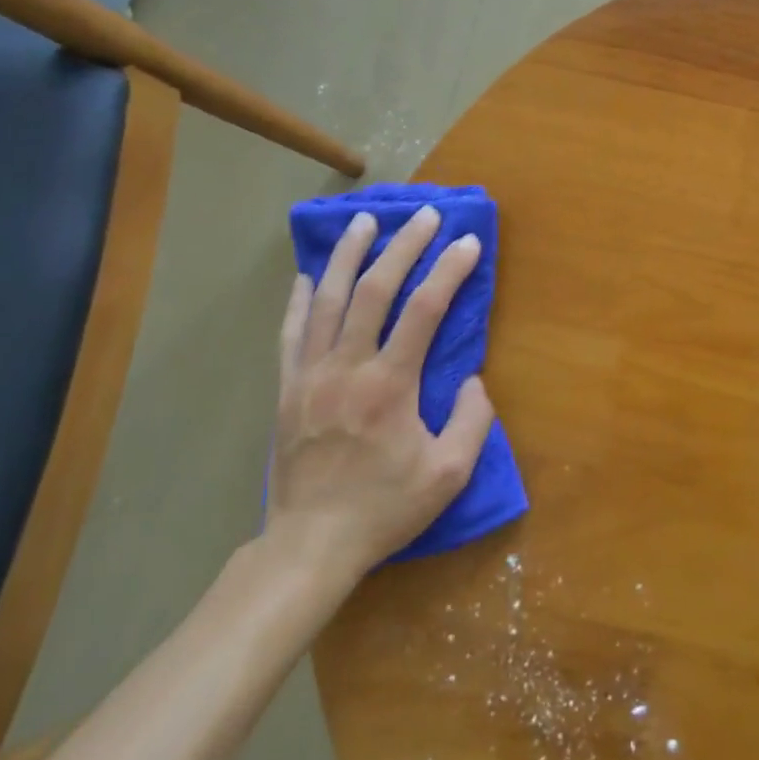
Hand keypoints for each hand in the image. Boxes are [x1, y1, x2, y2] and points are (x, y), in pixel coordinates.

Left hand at [268, 205, 495, 590]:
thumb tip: (473, 379)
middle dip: (403, 246)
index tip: (468, 243)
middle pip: (374, 290)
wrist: (310, 545)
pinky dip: (301, 298)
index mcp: (390, 386)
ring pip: (328, 300)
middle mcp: (347, 368)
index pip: (425, 310)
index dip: (449, 271)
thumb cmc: (385, 508)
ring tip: (363, 220)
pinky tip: (309, 275)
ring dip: (348, 255)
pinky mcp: (285, 388)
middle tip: (424, 214)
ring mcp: (309, 375)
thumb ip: (472, 421)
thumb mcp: (449, 475)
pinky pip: (291, 332)